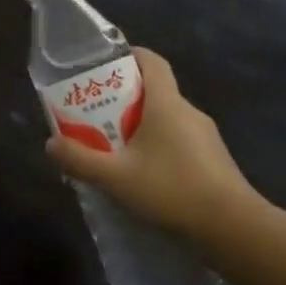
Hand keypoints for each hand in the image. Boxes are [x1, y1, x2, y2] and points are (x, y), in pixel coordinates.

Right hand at [46, 48, 266, 242]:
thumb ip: (81, 160)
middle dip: (126, 98)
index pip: (151, 61)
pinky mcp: (215, 161)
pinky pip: (180, 142)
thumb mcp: (117, 177)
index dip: (130, 55)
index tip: (107, 63)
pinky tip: (146, 175)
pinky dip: (160, 147)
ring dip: (143, 126)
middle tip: (98, 113)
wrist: (235, 229)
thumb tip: (50, 144)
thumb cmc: (173, 190)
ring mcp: (206, 137)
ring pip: (168, 119)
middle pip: (155, 91)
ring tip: (117, 147)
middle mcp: (188, 111)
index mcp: (167, 103)